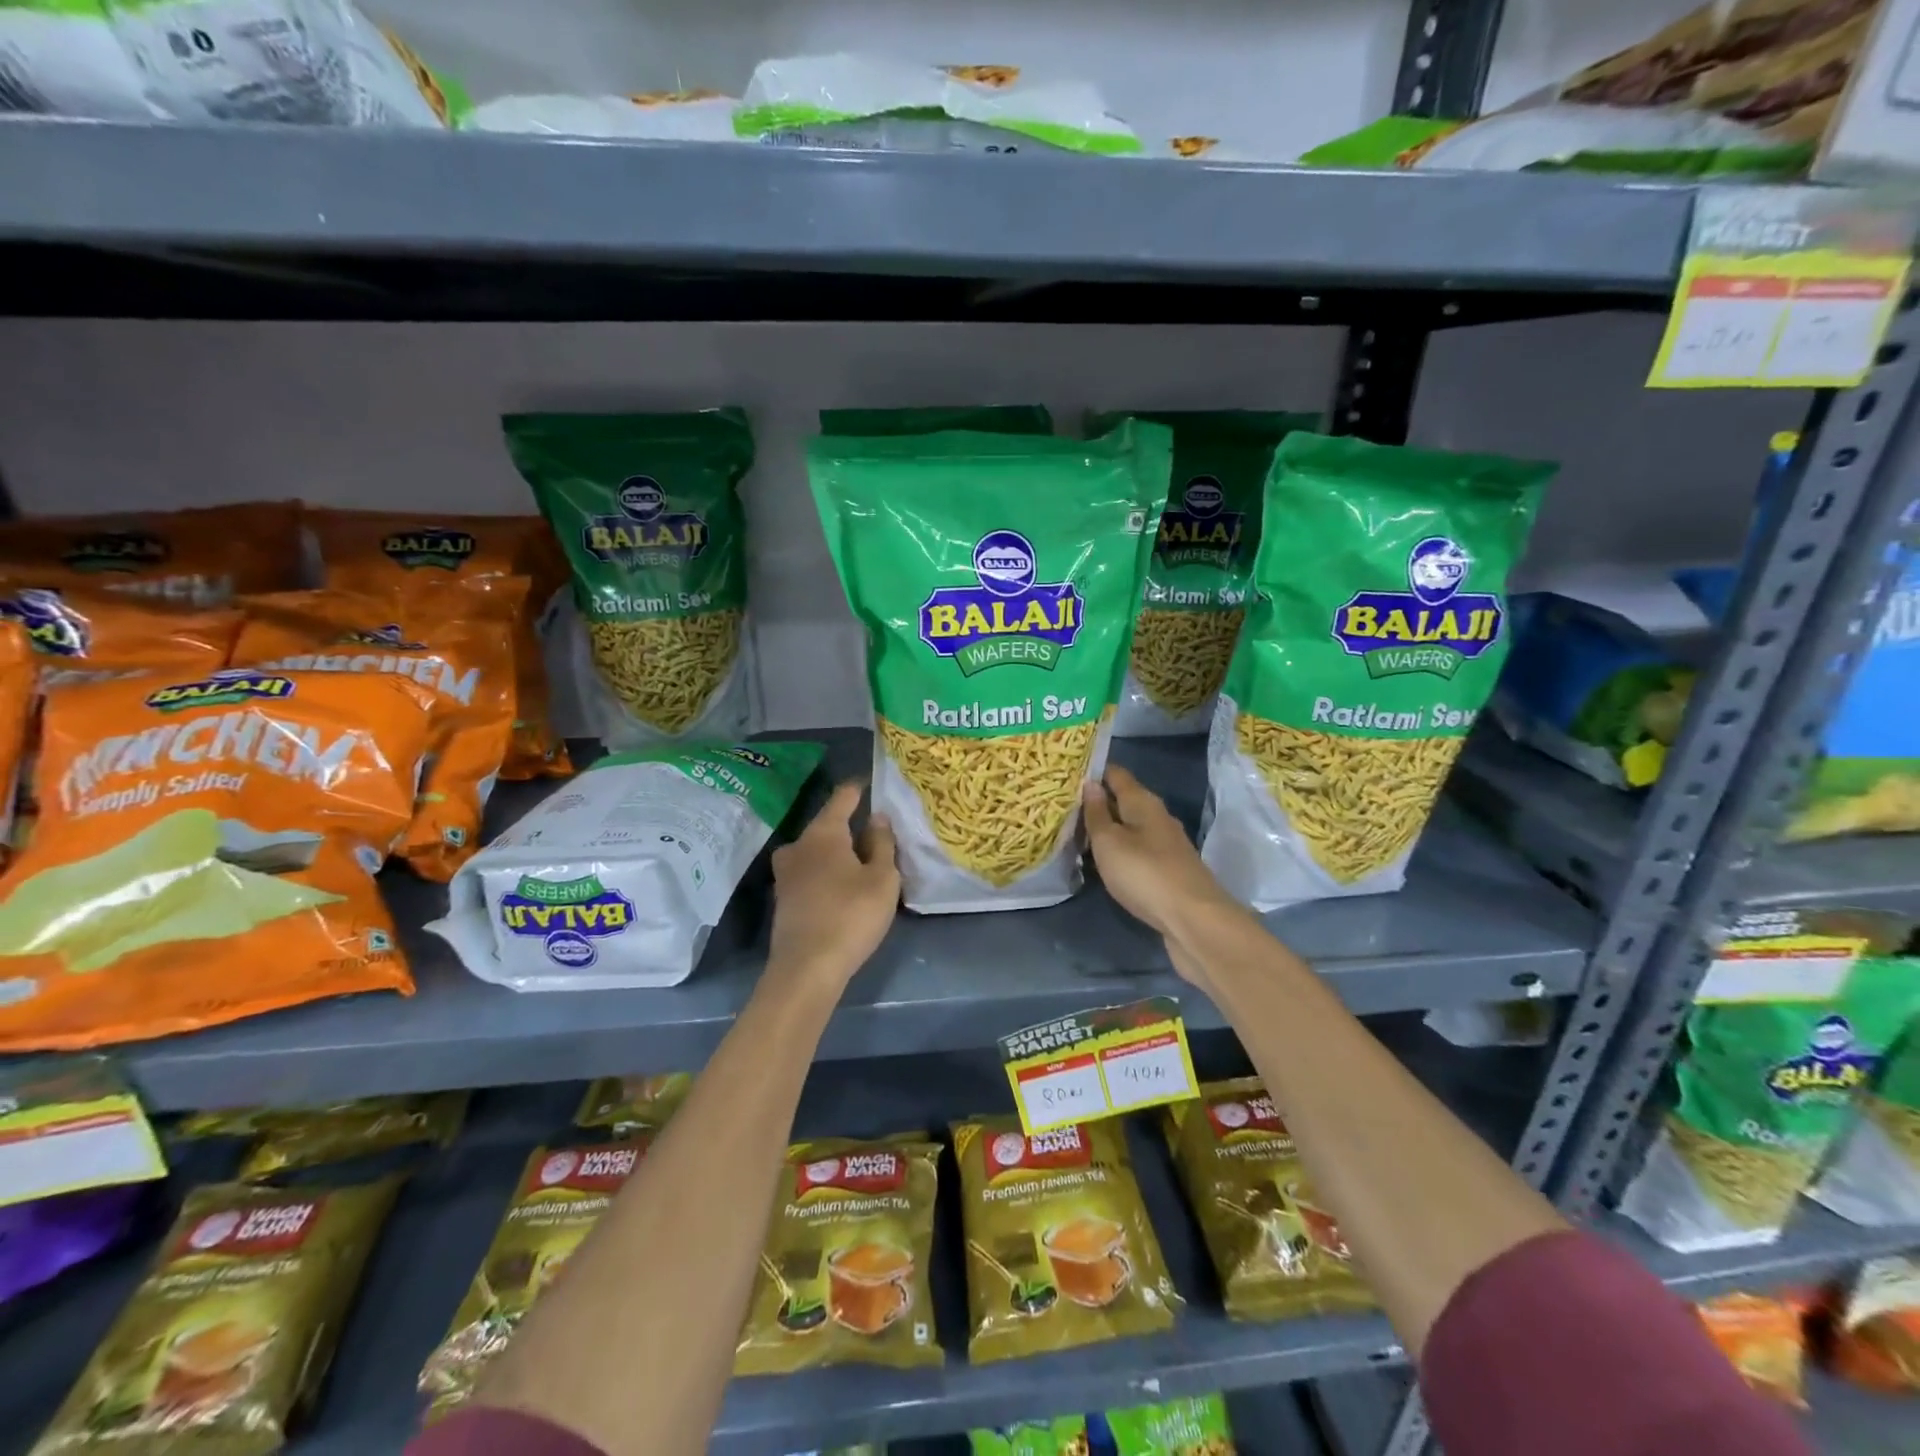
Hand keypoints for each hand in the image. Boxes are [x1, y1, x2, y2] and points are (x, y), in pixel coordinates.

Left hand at [768, 781, 899, 991]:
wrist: (806, 969)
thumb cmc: (851, 915)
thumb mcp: (882, 879)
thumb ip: (882, 844)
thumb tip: (877, 818)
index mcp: (823, 833)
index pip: (842, 797)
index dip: (859, 789)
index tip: (872, 783)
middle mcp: (798, 845)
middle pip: (827, 826)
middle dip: (850, 827)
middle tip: (877, 835)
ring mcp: (786, 873)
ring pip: (817, 851)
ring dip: (838, 853)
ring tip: (863, 863)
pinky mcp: (784, 898)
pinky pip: (810, 873)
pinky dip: (827, 873)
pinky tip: (843, 888)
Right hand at [1083, 767, 1240, 985]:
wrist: (1194, 920)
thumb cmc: (1145, 874)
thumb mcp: (1110, 842)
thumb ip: (1097, 814)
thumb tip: (1090, 783)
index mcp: (1143, 803)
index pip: (1117, 774)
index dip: (1094, 770)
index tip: (1069, 773)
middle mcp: (1158, 818)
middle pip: (1124, 800)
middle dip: (1098, 801)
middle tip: (1064, 805)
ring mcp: (1167, 846)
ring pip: (1131, 827)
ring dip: (1109, 829)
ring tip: (1078, 833)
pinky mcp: (1169, 871)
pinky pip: (1138, 850)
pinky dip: (1120, 851)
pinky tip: (1105, 861)